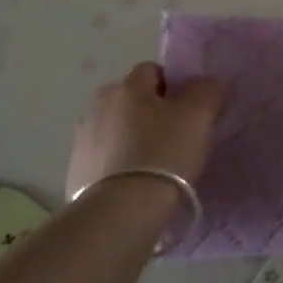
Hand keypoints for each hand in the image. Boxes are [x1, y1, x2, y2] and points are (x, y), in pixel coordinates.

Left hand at [65, 61, 224, 199]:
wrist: (120, 212)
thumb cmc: (163, 154)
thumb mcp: (199, 116)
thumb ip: (206, 91)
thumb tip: (204, 85)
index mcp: (127, 86)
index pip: (153, 70)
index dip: (173, 86)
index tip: (188, 111)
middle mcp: (99, 105)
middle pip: (131, 100)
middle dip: (150, 112)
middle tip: (173, 138)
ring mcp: (83, 139)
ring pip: (116, 128)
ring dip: (131, 138)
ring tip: (153, 166)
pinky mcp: (75, 171)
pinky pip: (104, 158)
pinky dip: (117, 165)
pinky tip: (133, 184)